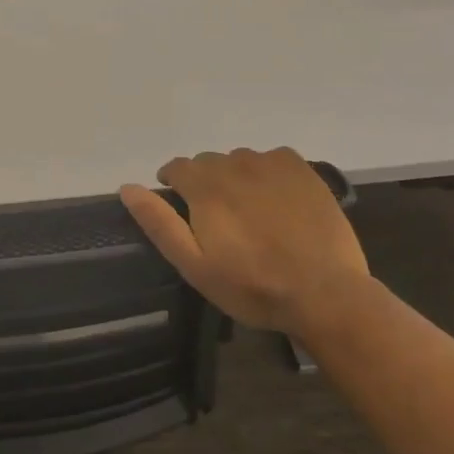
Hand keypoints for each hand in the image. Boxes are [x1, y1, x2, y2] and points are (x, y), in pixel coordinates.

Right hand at [119, 147, 366, 335]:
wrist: (325, 294)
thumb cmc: (253, 287)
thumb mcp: (194, 266)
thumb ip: (159, 223)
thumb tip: (127, 188)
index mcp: (204, 186)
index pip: (177, 167)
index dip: (173, 183)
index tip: (180, 204)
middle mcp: (234, 165)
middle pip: (208, 162)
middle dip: (205, 183)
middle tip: (218, 218)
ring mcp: (271, 165)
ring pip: (240, 160)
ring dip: (236, 177)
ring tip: (250, 211)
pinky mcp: (303, 171)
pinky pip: (274, 158)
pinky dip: (268, 172)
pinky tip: (278, 199)